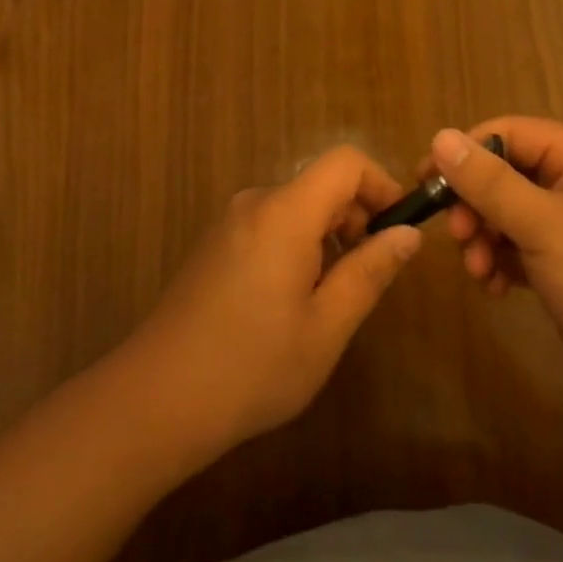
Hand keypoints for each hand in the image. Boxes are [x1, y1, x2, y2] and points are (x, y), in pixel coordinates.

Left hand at [128, 146, 421, 455]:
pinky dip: (297, 247)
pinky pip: (270, 226)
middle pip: (321, 185)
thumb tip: (407, 233)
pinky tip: (290, 305)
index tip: (397, 231)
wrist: (155, 400)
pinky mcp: (213, 245)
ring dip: (327, 239)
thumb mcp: (326, 326)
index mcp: (284, 213)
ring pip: (296, 209)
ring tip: (328, 300)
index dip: (381, 185)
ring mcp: (228, 224)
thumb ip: (370, 272)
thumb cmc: (252, 366)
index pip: (345, 162)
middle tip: (367, 279)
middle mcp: (254, 204)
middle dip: (356, 219)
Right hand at [433, 119, 562, 406]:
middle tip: (457, 237)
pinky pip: (518, 249)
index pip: (508, 133)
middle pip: (504, 174)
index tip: (426, 184)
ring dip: (483, 238)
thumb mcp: (546, 226)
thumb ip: (489, 182)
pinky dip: (499, 263)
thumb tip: (439, 137)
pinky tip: (493, 288)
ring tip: (477, 272)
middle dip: (474, 205)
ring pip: (507, 215)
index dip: (465, 153)